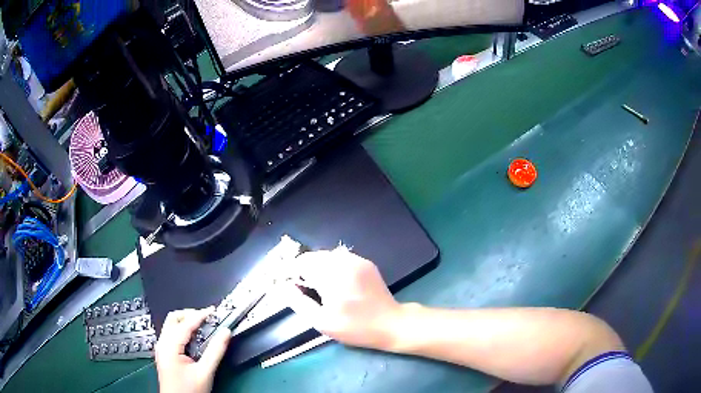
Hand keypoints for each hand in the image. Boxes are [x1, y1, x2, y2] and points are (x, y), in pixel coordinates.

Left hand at [155, 307, 230, 392]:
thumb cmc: (189, 390)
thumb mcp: (205, 372)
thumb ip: (215, 352)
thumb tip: (225, 333)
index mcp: (169, 346)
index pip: (185, 324)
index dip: (200, 315)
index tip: (214, 311)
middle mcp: (162, 343)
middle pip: (173, 318)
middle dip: (191, 315)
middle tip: (208, 318)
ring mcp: (161, 347)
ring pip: (171, 325)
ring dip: (187, 322)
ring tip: (204, 327)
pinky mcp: (164, 352)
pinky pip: (172, 334)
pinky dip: (183, 330)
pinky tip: (195, 338)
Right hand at [282, 248, 402, 349]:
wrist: (390, 323)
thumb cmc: (355, 327)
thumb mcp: (323, 322)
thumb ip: (299, 302)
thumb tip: (283, 287)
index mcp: (332, 276)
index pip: (301, 263)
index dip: (291, 272)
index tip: (289, 285)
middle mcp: (344, 262)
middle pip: (313, 257)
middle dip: (303, 269)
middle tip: (303, 288)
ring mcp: (357, 260)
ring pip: (326, 256)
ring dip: (317, 267)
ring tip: (318, 286)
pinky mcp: (365, 262)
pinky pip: (340, 258)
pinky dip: (331, 266)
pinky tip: (335, 282)